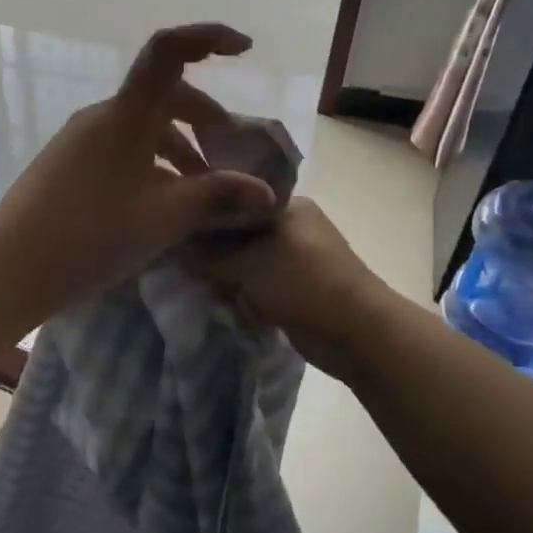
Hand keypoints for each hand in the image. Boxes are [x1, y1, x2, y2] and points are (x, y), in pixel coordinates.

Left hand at [0, 23, 278, 326]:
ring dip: (178, 148)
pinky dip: (150, 163)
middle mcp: (101, 116)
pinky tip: (161, 202)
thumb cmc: (91, 237)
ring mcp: (79, 140)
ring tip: (201, 191)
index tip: (245, 51)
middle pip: (163, 96)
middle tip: (228, 159)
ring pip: (142, 127)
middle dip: (204, 120)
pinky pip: (120, 147)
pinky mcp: (66, 163)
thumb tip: (266, 192)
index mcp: (125, 115)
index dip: (208, 38)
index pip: (168, 51)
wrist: (11, 269)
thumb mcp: (163, 219)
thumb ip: (216, 197)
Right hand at [196, 197, 386, 379]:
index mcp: (288, 206)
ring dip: (227, 277)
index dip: (206, 215)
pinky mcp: (296, 289)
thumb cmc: (303, 283)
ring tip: (197, 284)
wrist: (356, 333)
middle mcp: (293, 227)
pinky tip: (221, 302)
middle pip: (239, 233)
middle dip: (214, 251)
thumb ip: (209, 254)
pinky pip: (257, 286)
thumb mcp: (247, 263)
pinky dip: (242, 295)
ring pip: (246, 262)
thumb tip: (176, 245)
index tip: (177, 229)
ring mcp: (296, 260)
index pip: (236, 200)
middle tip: (182, 261)